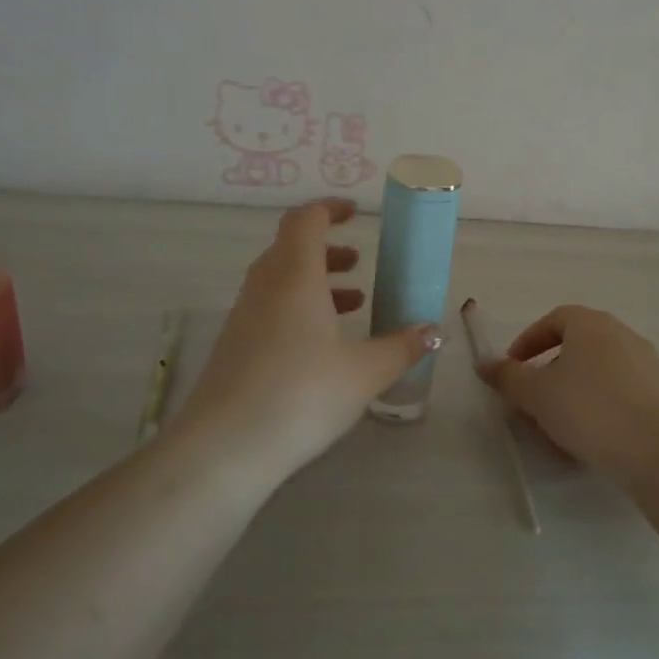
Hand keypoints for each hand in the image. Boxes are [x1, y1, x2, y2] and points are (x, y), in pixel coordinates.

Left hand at [173, 199, 441, 483]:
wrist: (225, 448)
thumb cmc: (302, 394)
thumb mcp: (365, 372)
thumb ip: (402, 347)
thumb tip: (433, 331)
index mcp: (294, 276)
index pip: (306, 221)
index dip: (329, 210)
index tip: (355, 213)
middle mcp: (264, 286)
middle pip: (291, 249)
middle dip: (327, 250)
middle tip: (359, 263)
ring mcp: (244, 317)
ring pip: (279, 280)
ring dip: (315, 282)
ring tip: (353, 304)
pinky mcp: (234, 346)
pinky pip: (269, 308)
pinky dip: (298, 309)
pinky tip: (323, 345)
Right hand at [478, 306, 658, 485]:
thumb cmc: (589, 410)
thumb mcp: (536, 394)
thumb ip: (508, 377)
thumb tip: (484, 363)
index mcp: (592, 324)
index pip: (554, 319)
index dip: (529, 341)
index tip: (513, 368)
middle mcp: (623, 335)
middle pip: (577, 347)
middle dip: (550, 374)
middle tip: (533, 403)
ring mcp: (648, 364)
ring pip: (598, 374)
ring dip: (573, 395)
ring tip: (558, 429)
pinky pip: (620, 395)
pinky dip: (599, 410)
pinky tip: (589, 442)